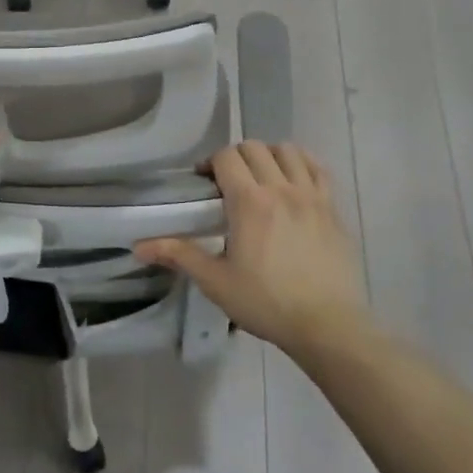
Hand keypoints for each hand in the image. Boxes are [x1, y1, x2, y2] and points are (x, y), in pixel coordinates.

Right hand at [137, 141, 369, 358]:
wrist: (327, 325)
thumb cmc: (266, 303)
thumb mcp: (216, 281)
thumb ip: (179, 255)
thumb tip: (139, 246)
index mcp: (249, 202)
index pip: (226, 156)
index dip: (210, 163)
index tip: (204, 184)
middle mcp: (281, 188)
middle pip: (255, 148)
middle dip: (236, 157)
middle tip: (228, 183)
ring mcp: (312, 195)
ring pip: (288, 151)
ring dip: (269, 156)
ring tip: (261, 179)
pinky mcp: (333, 208)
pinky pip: (318, 168)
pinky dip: (302, 164)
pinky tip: (293, 181)